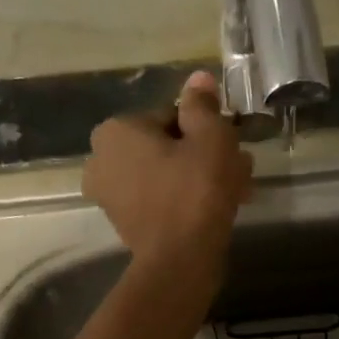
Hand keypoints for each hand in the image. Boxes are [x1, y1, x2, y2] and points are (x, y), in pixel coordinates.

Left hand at [83, 70, 252, 284]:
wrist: (180, 260)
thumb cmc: (196, 190)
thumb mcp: (210, 137)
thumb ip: (202, 105)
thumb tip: (198, 78)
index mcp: (116, 130)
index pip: (170, 116)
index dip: (204, 129)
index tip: (229, 145)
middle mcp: (101, 159)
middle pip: (165, 147)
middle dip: (202, 155)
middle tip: (237, 169)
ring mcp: (109, 195)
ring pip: (164, 174)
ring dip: (198, 177)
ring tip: (235, 190)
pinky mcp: (123, 224)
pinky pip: (158, 199)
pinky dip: (183, 199)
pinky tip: (215, 209)